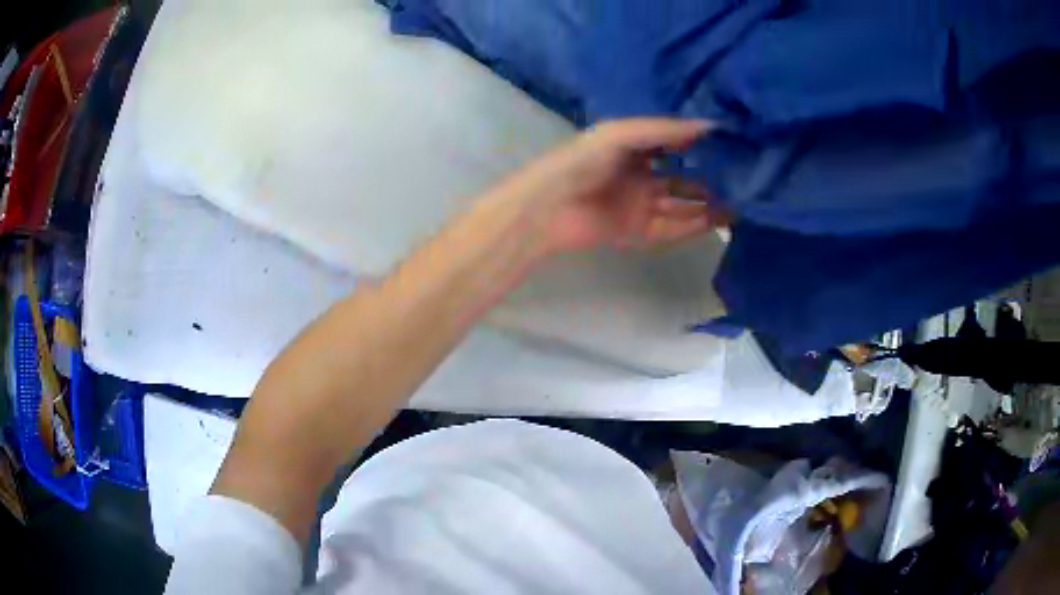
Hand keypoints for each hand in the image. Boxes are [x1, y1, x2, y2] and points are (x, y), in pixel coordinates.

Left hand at [497, 118, 729, 254]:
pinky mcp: (640, 233)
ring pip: (685, 204)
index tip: (736, 143)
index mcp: (636, 147)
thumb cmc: (581, 162)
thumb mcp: (621, 134)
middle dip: (713, 178)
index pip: (677, 144)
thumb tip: (711, 125)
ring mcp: (642, 205)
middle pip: (686, 178)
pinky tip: (722, 219)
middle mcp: (643, 175)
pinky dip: (697, 224)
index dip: (703, 144)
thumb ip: (665, 130)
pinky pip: (675, 227)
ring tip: (745, 200)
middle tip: (748, 177)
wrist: (548, 209)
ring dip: (712, 204)